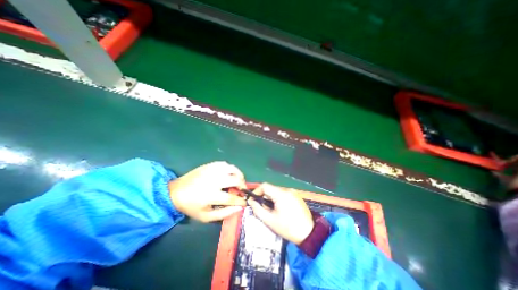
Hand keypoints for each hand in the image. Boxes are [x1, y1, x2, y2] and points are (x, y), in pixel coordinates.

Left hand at [167, 161, 244, 221]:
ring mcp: (212, 171)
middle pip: (235, 180)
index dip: (241, 200)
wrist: (175, 192)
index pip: (232, 198)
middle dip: (243, 185)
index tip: (245, 202)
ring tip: (239, 180)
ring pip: (232, 169)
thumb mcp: (206, 216)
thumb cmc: (191, 206)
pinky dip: (231, 168)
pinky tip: (230, 173)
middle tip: (242, 189)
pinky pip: (225, 164)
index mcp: (212, 195)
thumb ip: (224, 213)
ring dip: (239, 174)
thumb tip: (239, 208)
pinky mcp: (209, 165)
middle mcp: (214, 180)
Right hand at [249, 183, 313, 244]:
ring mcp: (293, 192)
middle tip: (262, 208)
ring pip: (277, 191)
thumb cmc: (288, 228)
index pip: (265, 185)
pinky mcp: (297, 196)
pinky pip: (284, 194)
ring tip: (272, 210)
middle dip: (264, 196)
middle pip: (271, 188)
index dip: (257, 191)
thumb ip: (258, 210)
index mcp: (280, 194)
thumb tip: (251, 202)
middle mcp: (287, 190)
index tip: (254, 200)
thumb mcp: (270, 220)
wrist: (309, 234)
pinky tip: (281, 210)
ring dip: (271, 198)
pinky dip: (279, 199)